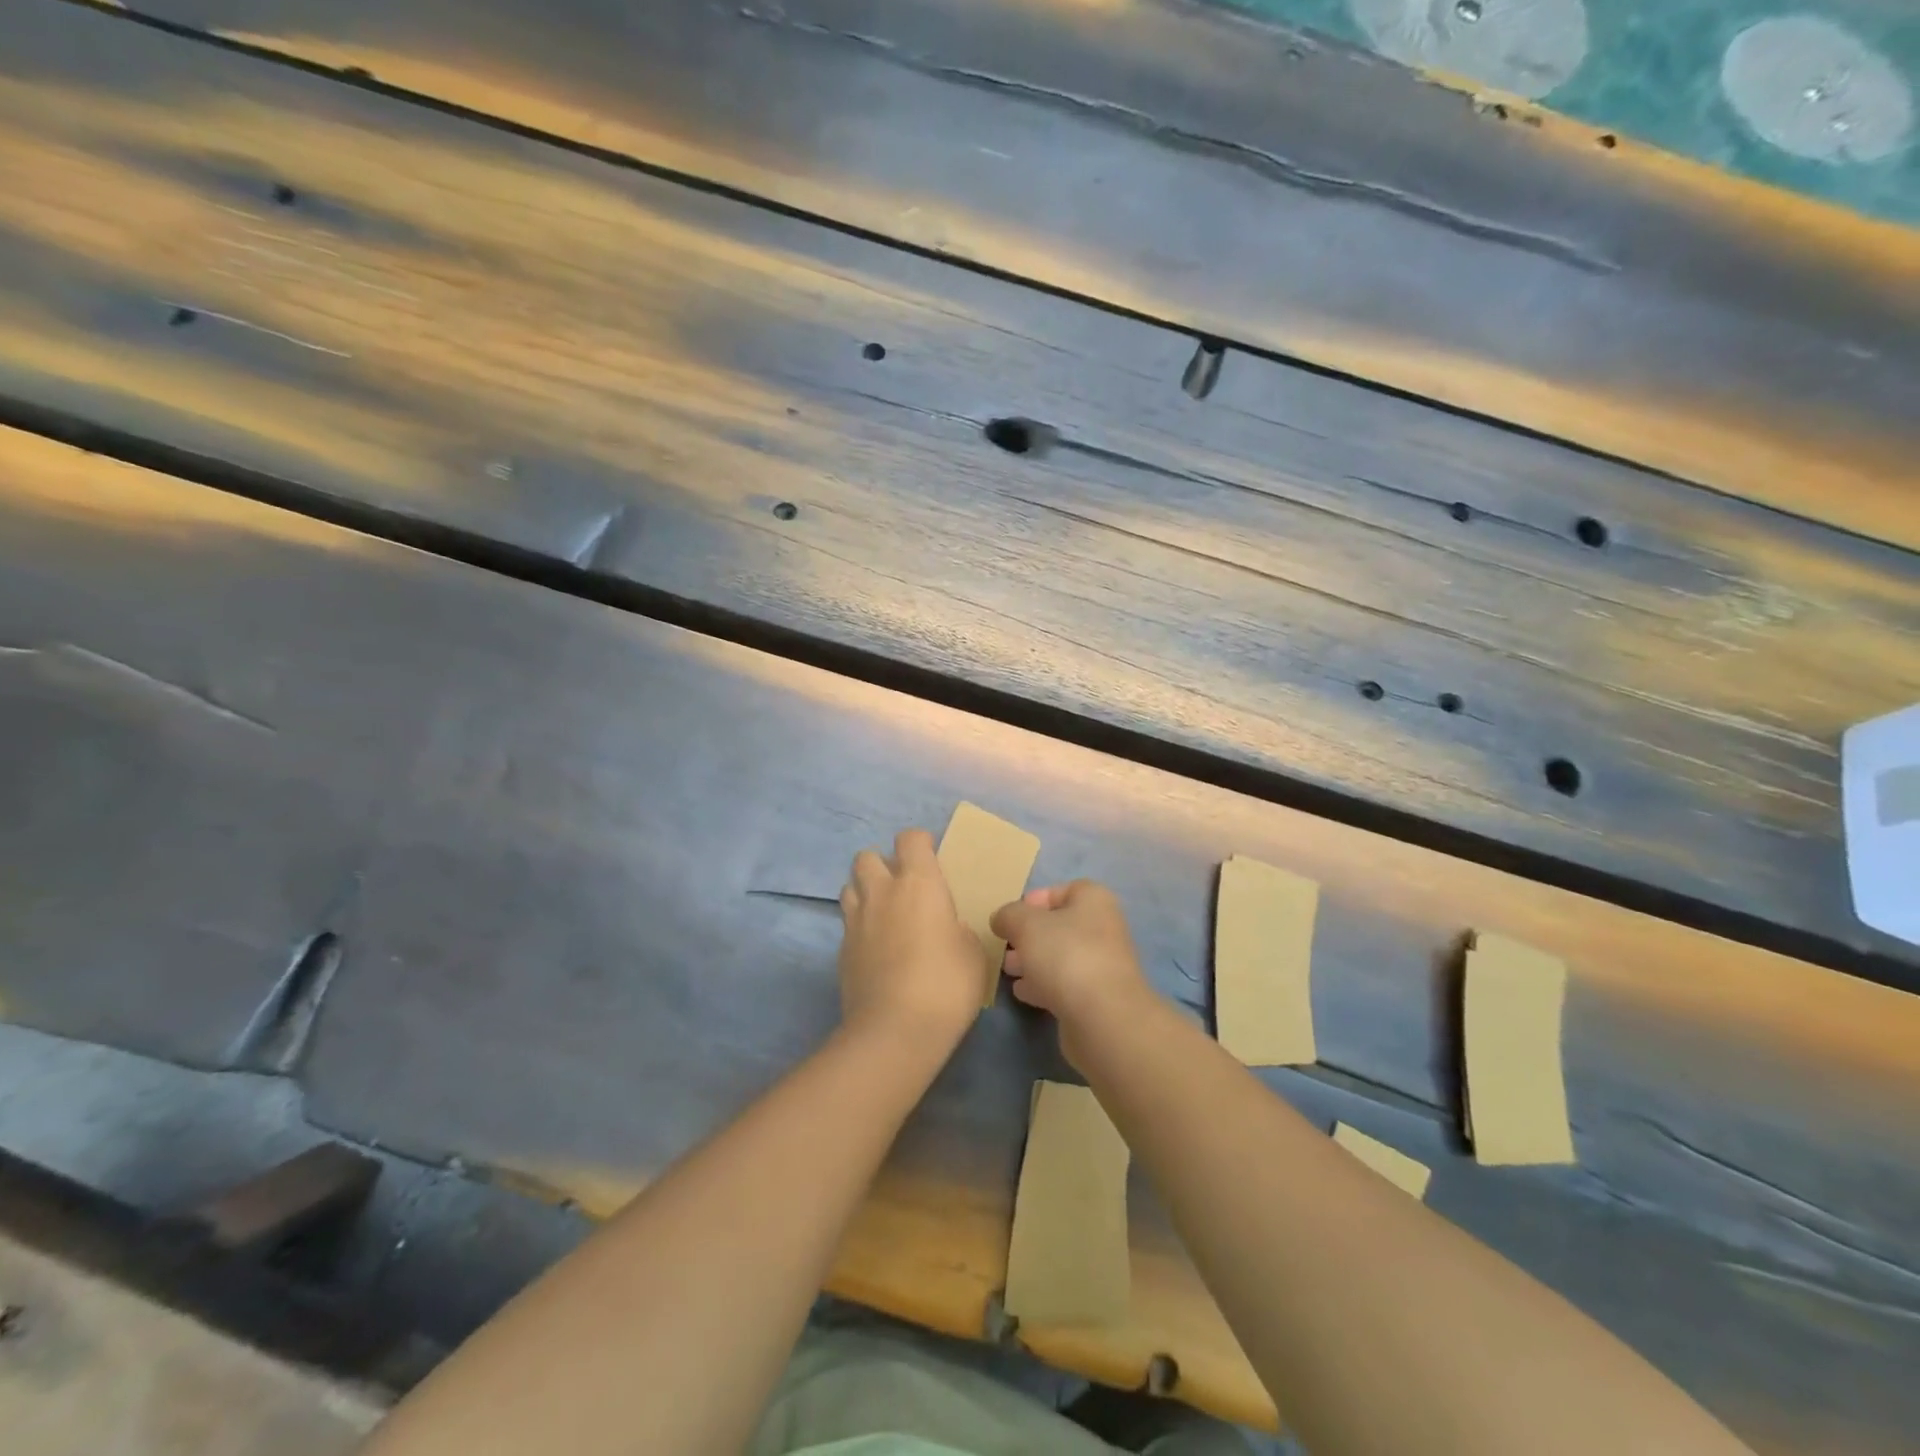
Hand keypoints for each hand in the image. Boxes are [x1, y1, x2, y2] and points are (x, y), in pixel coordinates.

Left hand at [838, 828, 983, 1056]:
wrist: (895, 1031)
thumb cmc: (946, 985)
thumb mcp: (973, 953)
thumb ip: (959, 929)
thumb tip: (948, 928)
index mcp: (919, 883)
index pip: (910, 838)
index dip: (920, 843)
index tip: (931, 858)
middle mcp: (883, 892)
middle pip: (867, 856)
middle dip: (882, 863)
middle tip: (902, 886)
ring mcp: (856, 920)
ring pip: (850, 886)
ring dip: (865, 891)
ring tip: (884, 913)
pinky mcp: (841, 949)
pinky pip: (847, 922)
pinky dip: (859, 925)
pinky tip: (876, 947)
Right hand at [991, 880, 1153, 1070]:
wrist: (1103, 1017)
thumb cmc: (1065, 955)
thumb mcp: (1026, 924)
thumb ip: (1009, 915)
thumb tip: (1001, 919)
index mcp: (1094, 901)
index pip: (1065, 890)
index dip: (1036, 899)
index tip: (1012, 916)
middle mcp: (1103, 929)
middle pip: (1061, 926)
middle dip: (1030, 935)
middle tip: (1006, 945)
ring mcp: (1103, 965)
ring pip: (1061, 956)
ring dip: (1034, 961)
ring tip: (1008, 970)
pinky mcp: (1097, 998)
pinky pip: (1065, 984)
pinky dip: (1043, 985)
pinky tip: (1022, 992)